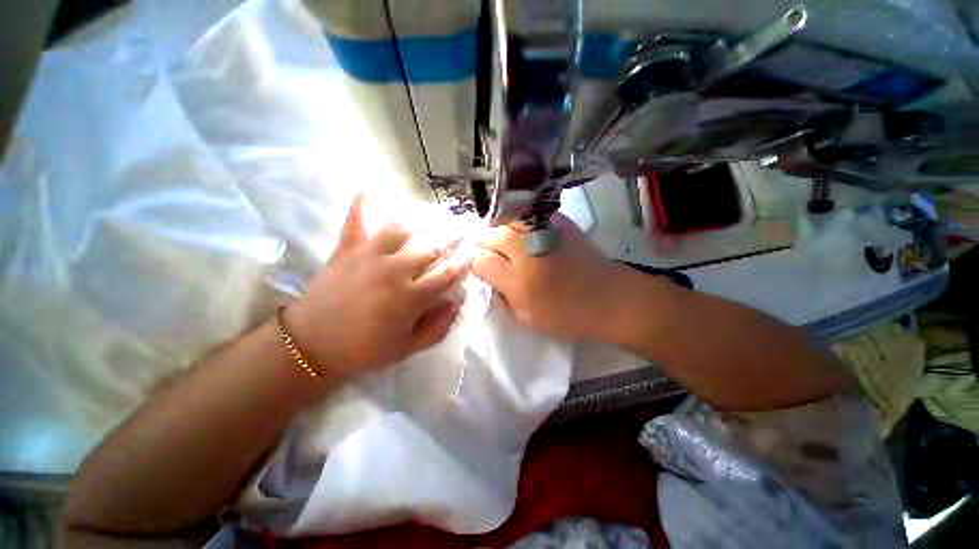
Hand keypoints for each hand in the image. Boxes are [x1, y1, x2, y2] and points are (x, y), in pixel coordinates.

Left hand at [287, 195, 470, 378]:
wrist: (311, 344)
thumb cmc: (364, 349)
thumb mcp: (408, 349)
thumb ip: (438, 327)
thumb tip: (457, 301)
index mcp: (410, 298)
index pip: (448, 273)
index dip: (465, 260)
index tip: (473, 250)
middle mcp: (394, 271)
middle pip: (431, 245)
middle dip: (451, 236)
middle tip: (461, 230)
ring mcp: (369, 255)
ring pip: (403, 227)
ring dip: (422, 218)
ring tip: (434, 214)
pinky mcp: (346, 247)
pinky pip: (357, 217)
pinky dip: (366, 201)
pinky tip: (377, 189)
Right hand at [471, 214, 632, 339]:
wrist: (609, 297)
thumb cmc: (567, 315)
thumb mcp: (526, 317)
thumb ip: (502, 294)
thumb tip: (488, 273)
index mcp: (519, 281)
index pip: (480, 260)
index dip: (479, 265)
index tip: (486, 269)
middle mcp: (528, 251)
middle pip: (490, 235)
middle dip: (488, 246)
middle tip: (499, 257)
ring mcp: (544, 231)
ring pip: (506, 220)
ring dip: (503, 232)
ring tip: (511, 245)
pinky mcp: (558, 220)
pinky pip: (526, 216)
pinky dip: (521, 224)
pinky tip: (528, 235)